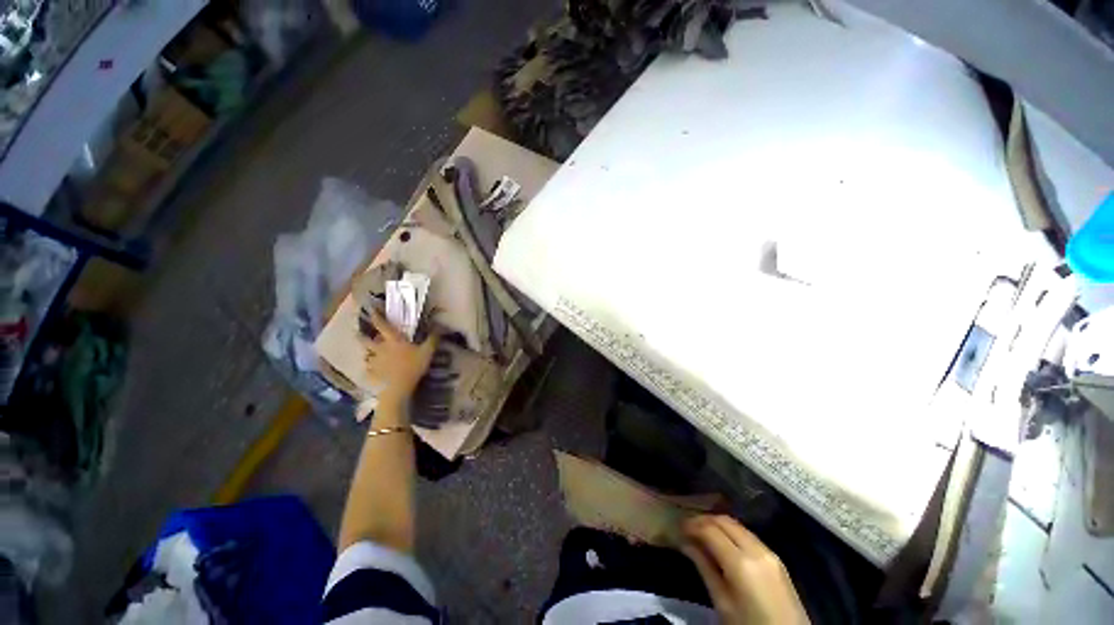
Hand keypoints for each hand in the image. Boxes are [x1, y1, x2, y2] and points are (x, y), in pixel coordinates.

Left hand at [363, 310, 437, 405]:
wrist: (398, 388)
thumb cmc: (413, 367)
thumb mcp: (427, 351)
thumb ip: (433, 339)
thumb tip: (439, 326)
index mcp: (393, 340)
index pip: (382, 325)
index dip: (376, 316)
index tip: (371, 310)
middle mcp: (380, 348)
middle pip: (366, 340)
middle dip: (361, 336)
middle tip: (358, 333)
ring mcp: (374, 361)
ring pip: (366, 354)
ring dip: (368, 353)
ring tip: (370, 354)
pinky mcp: (372, 373)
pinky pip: (368, 369)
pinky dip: (369, 368)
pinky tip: (373, 371)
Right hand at [681, 515, 808, 624]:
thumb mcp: (723, 603)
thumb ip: (705, 569)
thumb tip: (686, 543)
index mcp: (740, 563)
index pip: (710, 530)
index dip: (692, 525)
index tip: (678, 527)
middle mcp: (756, 549)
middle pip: (724, 521)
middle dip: (704, 520)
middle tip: (688, 528)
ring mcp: (769, 551)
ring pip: (736, 525)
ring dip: (717, 524)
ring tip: (702, 533)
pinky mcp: (776, 557)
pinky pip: (748, 534)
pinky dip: (731, 532)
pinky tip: (722, 542)